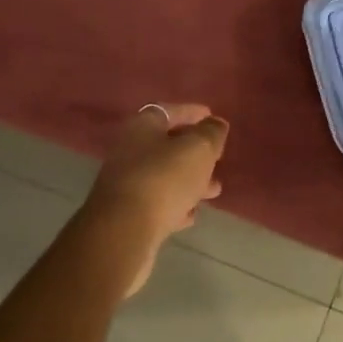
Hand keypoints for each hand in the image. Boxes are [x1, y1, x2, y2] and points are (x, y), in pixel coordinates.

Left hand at [87, 103, 229, 237]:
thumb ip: (211, 133)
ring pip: (165, 175)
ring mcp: (126, 182)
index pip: (169, 111)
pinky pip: (157, 202)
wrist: (124, 231)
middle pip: (167, 144)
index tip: (212, 117)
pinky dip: (176, 204)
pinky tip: (191, 214)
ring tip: (214, 190)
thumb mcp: (198, 149)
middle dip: (195, 151)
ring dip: (190, 180)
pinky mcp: (127, 213)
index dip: (192, 112)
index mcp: (142, 127)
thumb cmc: (164, 178)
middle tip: (218, 157)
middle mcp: (129, 150)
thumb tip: (216, 123)